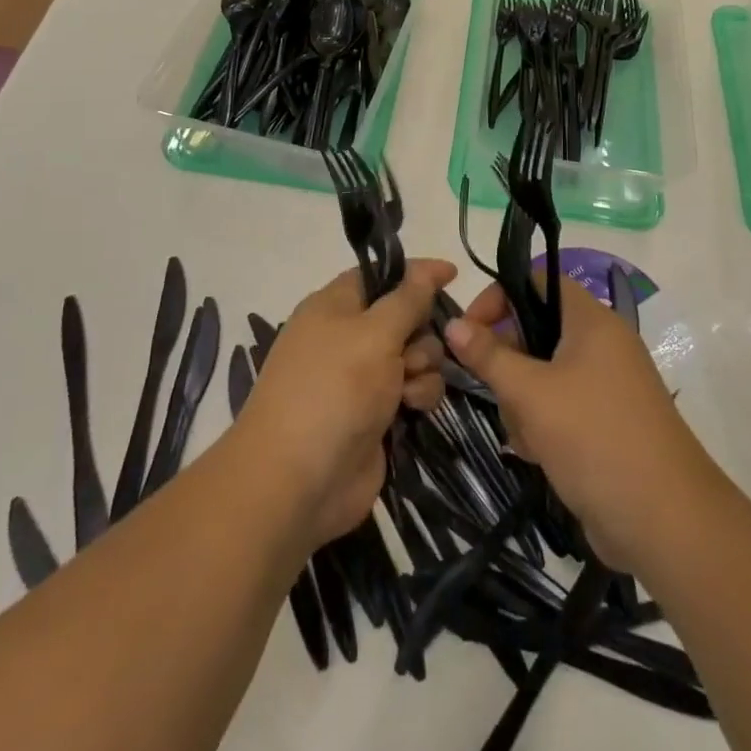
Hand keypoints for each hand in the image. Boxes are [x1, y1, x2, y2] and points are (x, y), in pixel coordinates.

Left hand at [232, 260, 453, 551]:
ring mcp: (362, 378)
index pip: (380, 275)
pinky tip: (412, 410)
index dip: (415, 273)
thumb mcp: (374, 333)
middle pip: (404, 316)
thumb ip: (408, 298)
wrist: (298, 482)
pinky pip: (412, 390)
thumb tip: (428, 268)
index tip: (452, 274)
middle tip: (413, 349)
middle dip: (421, 330)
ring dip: (423, 366)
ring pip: (415, 355)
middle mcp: (348, 337)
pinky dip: (418, 395)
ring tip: (408, 388)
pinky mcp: (376, 415)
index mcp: (334, 306)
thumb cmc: (334, 390)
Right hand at [444, 274, 718, 571]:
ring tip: (525, 436)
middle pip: (537, 331)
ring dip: (522, 402)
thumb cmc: (595, 438)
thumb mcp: (531, 394)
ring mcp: (607, 386)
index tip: (470, 330)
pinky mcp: (606, 423)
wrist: (665, 521)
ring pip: (544, 375)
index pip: (537, 282)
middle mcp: (602, 345)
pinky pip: (560, 407)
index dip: (500, 297)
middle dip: (508, 363)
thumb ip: (489, 356)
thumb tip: (453, 324)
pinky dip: (542, 426)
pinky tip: (538, 455)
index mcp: (592, 321)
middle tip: (495, 392)